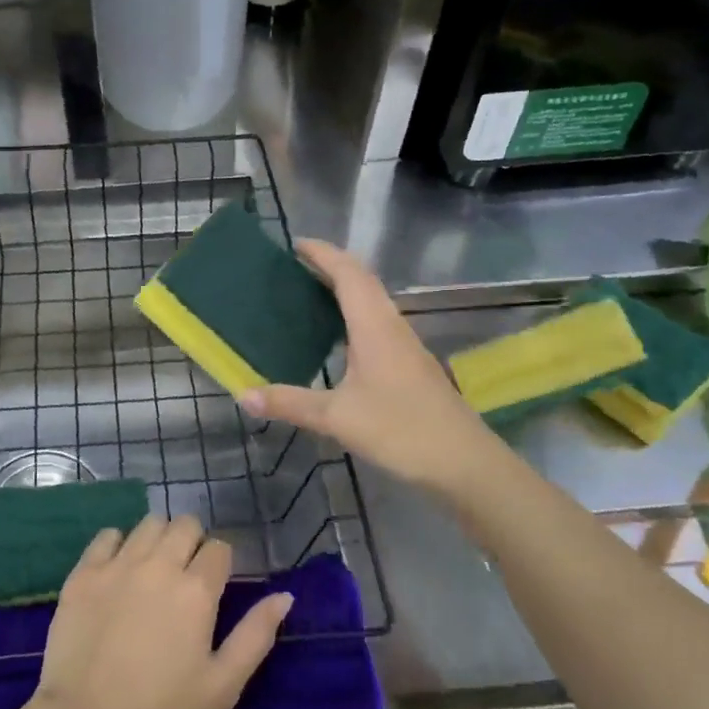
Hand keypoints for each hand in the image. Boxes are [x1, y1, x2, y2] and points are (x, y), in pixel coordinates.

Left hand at [31, 515, 292, 708]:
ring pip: (148, 524)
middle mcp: (159, 564)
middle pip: (185, 524)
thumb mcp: (222, 685)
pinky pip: (107, 536)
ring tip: (153, 569)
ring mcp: (118, 564)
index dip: (221, 563)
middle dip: (192, 542)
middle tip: (186, 575)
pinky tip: (118, 570)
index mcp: (196, 590)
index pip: (219, 548)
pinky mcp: (84, 572)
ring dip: (158, 539)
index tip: (214, 586)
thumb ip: (256, 636)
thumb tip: (284, 596)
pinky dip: (118, 544)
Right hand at [241, 239, 499, 494]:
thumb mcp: (337, 418)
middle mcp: (392, 327)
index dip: (323, 254)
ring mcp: (405, 346)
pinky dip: (353, 317)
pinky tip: (337, 340)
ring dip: (344, 291)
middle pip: (363, 282)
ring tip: (309, 296)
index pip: (348, 274)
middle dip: (331, 267)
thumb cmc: (401, 430)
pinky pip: (377, 324)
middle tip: (294, 268)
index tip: (295, 245)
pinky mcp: (410, 366)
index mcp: (374, 327)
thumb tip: (244, 394)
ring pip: (373, 303)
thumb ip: (290, 403)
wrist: (464, 463)